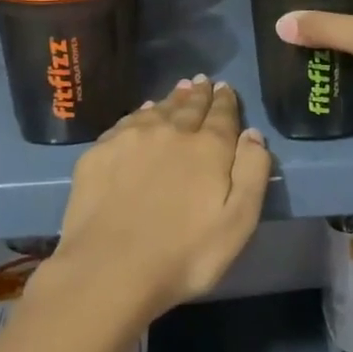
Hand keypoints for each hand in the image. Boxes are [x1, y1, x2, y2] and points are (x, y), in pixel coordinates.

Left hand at [38, 76, 271, 330]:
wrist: (108, 270)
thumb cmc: (183, 255)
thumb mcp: (237, 223)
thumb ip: (252, 173)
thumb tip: (252, 134)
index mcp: (208, 148)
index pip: (222, 115)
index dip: (225, 101)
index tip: (225, 88)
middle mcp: (171, 131)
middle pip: (189, 107)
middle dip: (199, 94)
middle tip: (203, 82)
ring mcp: (132, 138)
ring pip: (158, 109)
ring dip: (172, 99)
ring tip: (179, 90)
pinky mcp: (100, 152)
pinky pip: (127, 122)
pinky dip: (140, 113)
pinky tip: (142, 114)